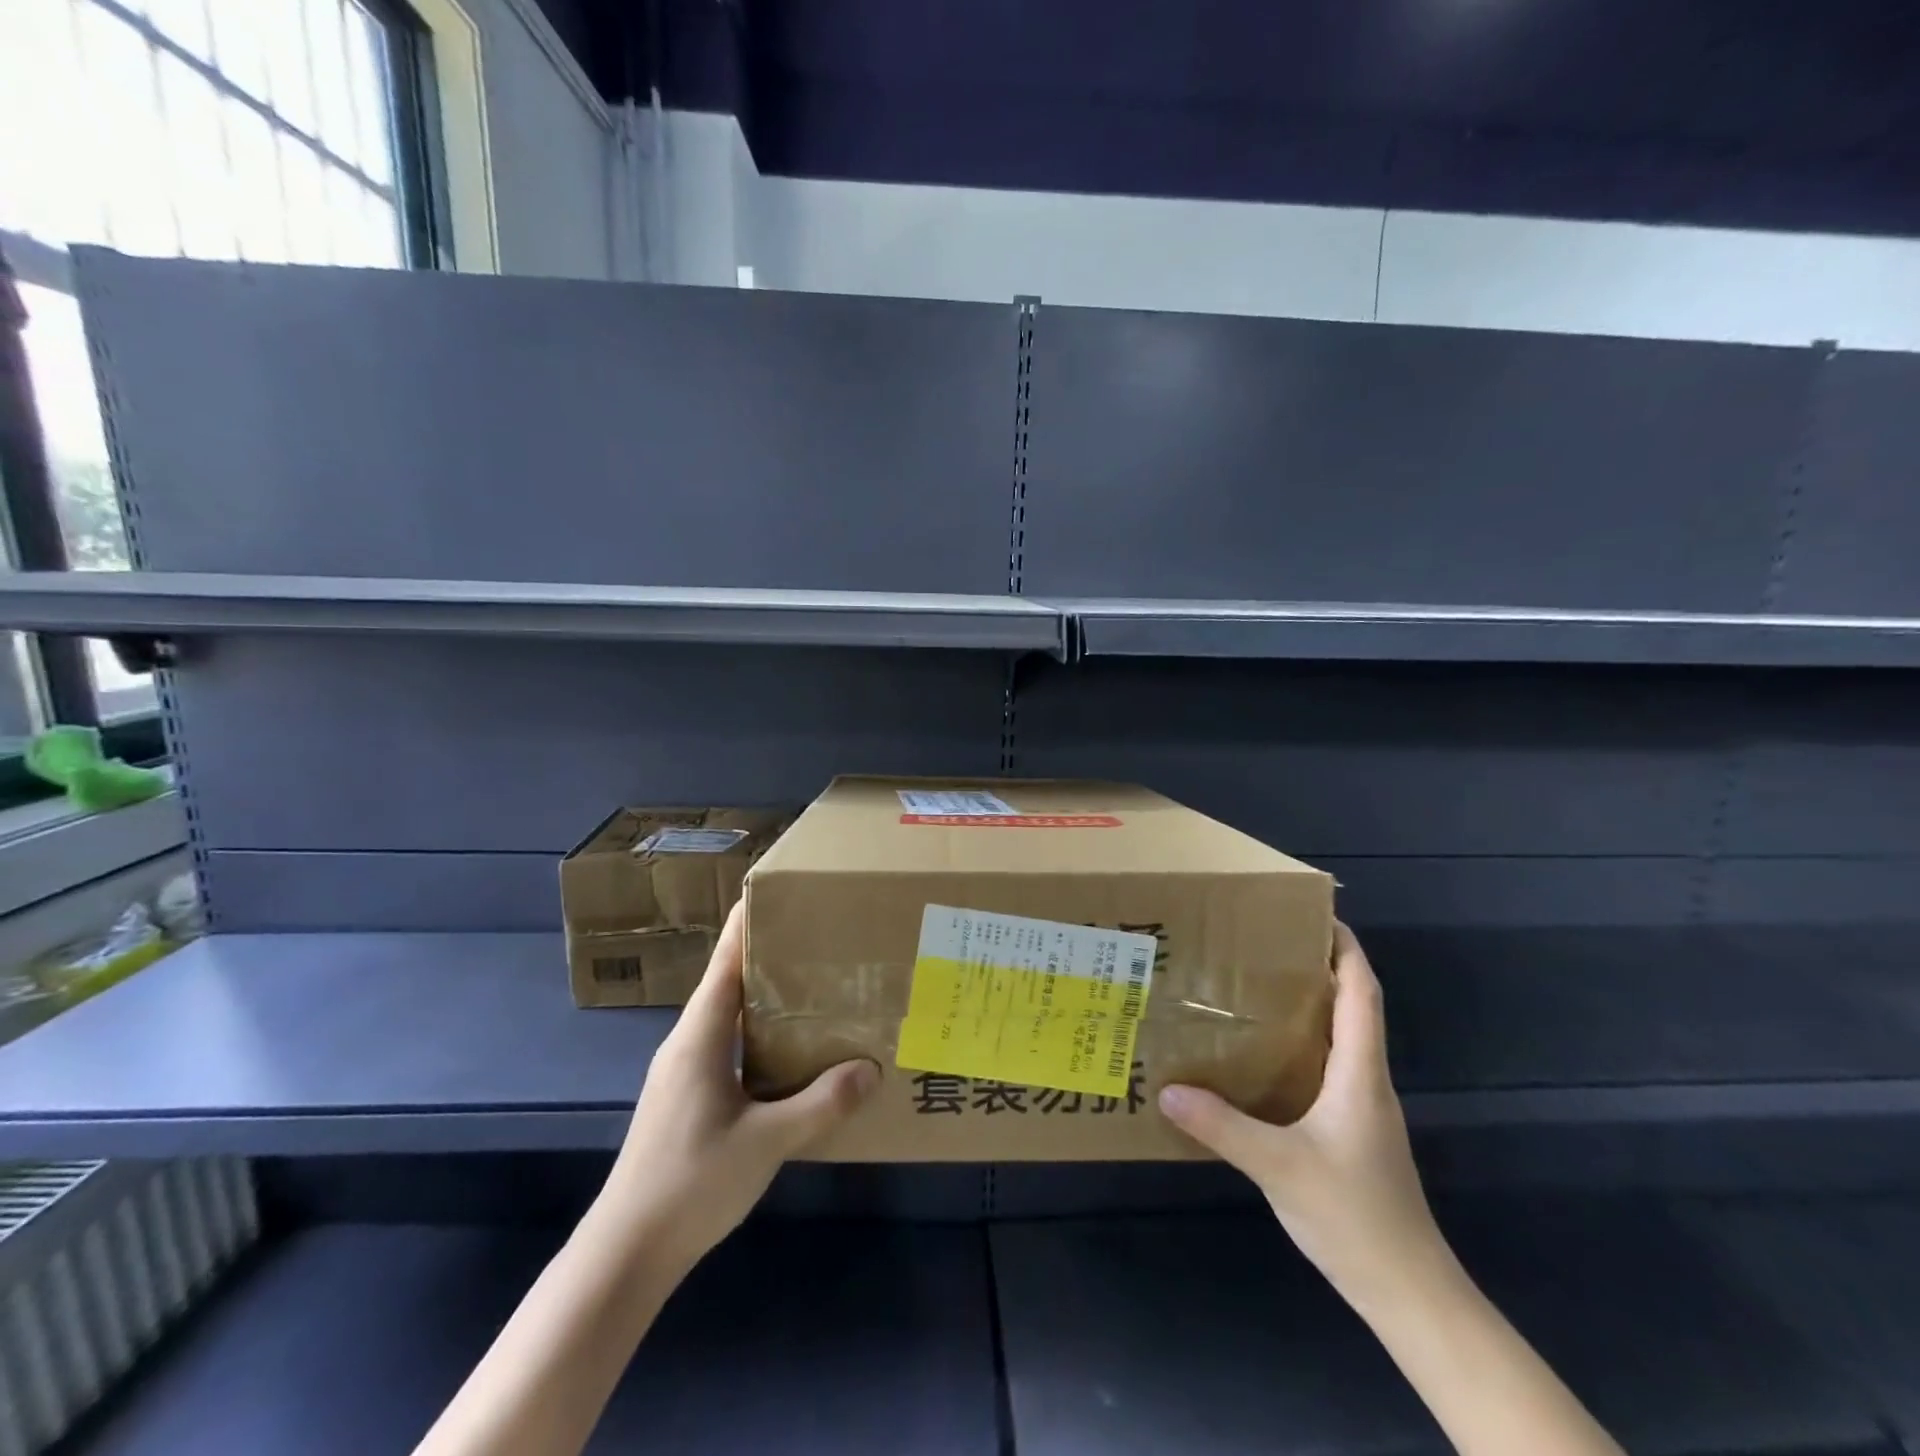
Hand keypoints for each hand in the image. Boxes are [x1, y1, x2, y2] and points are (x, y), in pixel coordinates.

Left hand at [592, 901, 878, 1274]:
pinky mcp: (686, 1098)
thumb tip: (872, 1068)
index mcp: (699, 1036)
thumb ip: (821, 1104)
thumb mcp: (766, 1142)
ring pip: (729, 1017)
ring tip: (814, 987)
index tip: (781, 891)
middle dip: (770, 956)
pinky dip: (758, 1034)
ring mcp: (682, 1072)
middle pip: (729, 982)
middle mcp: (687, 1043)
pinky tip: (790, 1053)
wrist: (625, 1253)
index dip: (749, 923)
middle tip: (820, 939)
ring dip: (766, 998)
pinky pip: (727, 1046)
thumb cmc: (691, 1182)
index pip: (726, 961)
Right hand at [1158, 923, 1449, 1312]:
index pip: (1362, 992)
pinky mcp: (1352, 1131)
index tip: (1316, 913)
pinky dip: (1300, 1046)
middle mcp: (1366, 1080)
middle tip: (1264, 943)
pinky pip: (1326, 1068)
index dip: (1346, 948)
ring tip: (1254, 988)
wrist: (1410, 1293)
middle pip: (1352, 1006)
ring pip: (1339, 1038)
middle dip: (1317, 966)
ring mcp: (1362, 1108)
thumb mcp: (1279, 1167)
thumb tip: (1166, 1089)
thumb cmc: (1354, 1217)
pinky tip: (1261, 1057)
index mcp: (1360, 1073)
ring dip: (1308, 1006)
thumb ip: (1222, 1126)